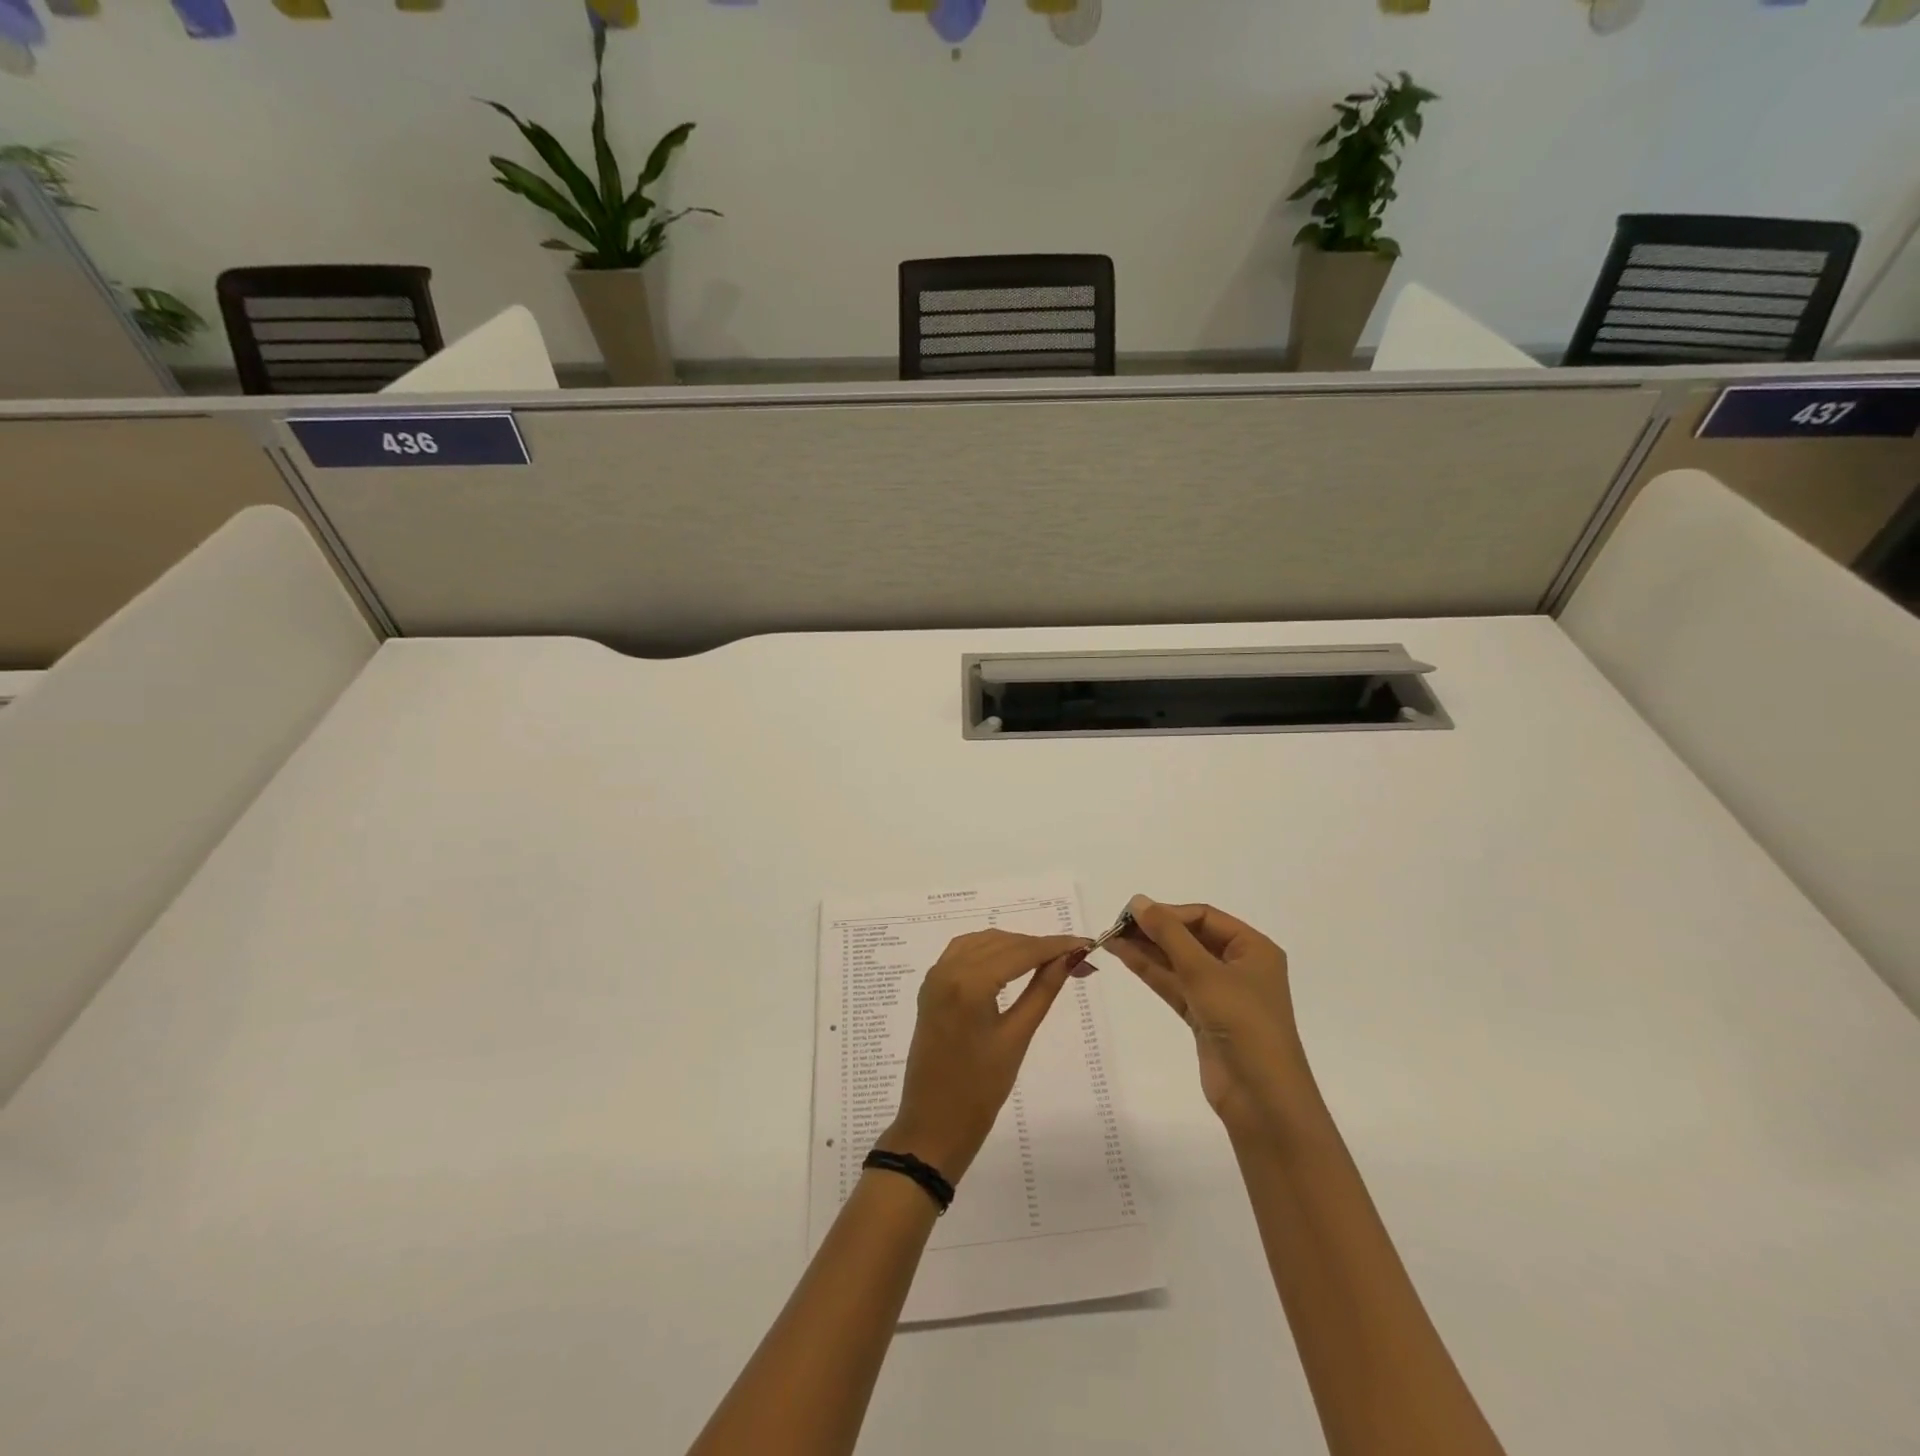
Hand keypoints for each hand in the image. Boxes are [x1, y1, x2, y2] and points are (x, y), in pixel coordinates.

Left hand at [881, 930, 1087, 1181]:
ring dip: (1014, 946)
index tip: (1086, 944)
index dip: (1055, 945)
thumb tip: (1068, 958)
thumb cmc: (980, 1089)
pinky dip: (989, 950)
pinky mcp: (931, 986)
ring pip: (982, 942)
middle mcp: (948, 969)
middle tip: (1074, 959)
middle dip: (1038, 947)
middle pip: (1002, 943)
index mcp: (969, 984)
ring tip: (1047, 961)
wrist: (933, 1124)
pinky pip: (963, 952)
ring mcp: (935, 976)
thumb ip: (1042, 990)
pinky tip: (1009, 962)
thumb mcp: (1016, 1037)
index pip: (1020, 952)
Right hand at [1104, 895, 1310, 1131]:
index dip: (1169, 913)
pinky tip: (1125, 958)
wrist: (1262, 1098)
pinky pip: (1175, 986)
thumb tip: (1138, 901)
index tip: (1133, 914)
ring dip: (1147, 950)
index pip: (1204, 917)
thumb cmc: (1243, 1023)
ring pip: (1179, 963)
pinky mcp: (1204, 1018)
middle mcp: (1239, 967)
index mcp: (1253, 949)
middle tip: (1116, 926)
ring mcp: (1221, 994)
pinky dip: (1152, 972)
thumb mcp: (1204, 972)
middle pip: (1190, 938)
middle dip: (1155, 931)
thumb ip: (1169, 935)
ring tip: (1110, 939)